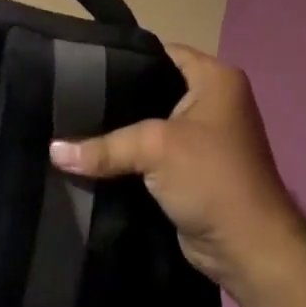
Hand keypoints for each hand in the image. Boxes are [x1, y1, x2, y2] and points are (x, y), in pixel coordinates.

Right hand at [50, 43, 305, 296]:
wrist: (252, 254)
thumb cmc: (212, 179)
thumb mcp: (155, 148)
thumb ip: (104, 146)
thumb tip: (53, 151)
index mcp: (215, 77)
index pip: (159, 52)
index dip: (122, 59)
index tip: (81, 67)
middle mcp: (212, 100)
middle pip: (152, 88)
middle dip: (116, 98)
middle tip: (72, 100)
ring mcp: (204, 136)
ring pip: (150, 123)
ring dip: (121, 132)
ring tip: (75, 126)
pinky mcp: (193, 169)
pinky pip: (154, 152)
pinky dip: (131, 157)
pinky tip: (95, 157)